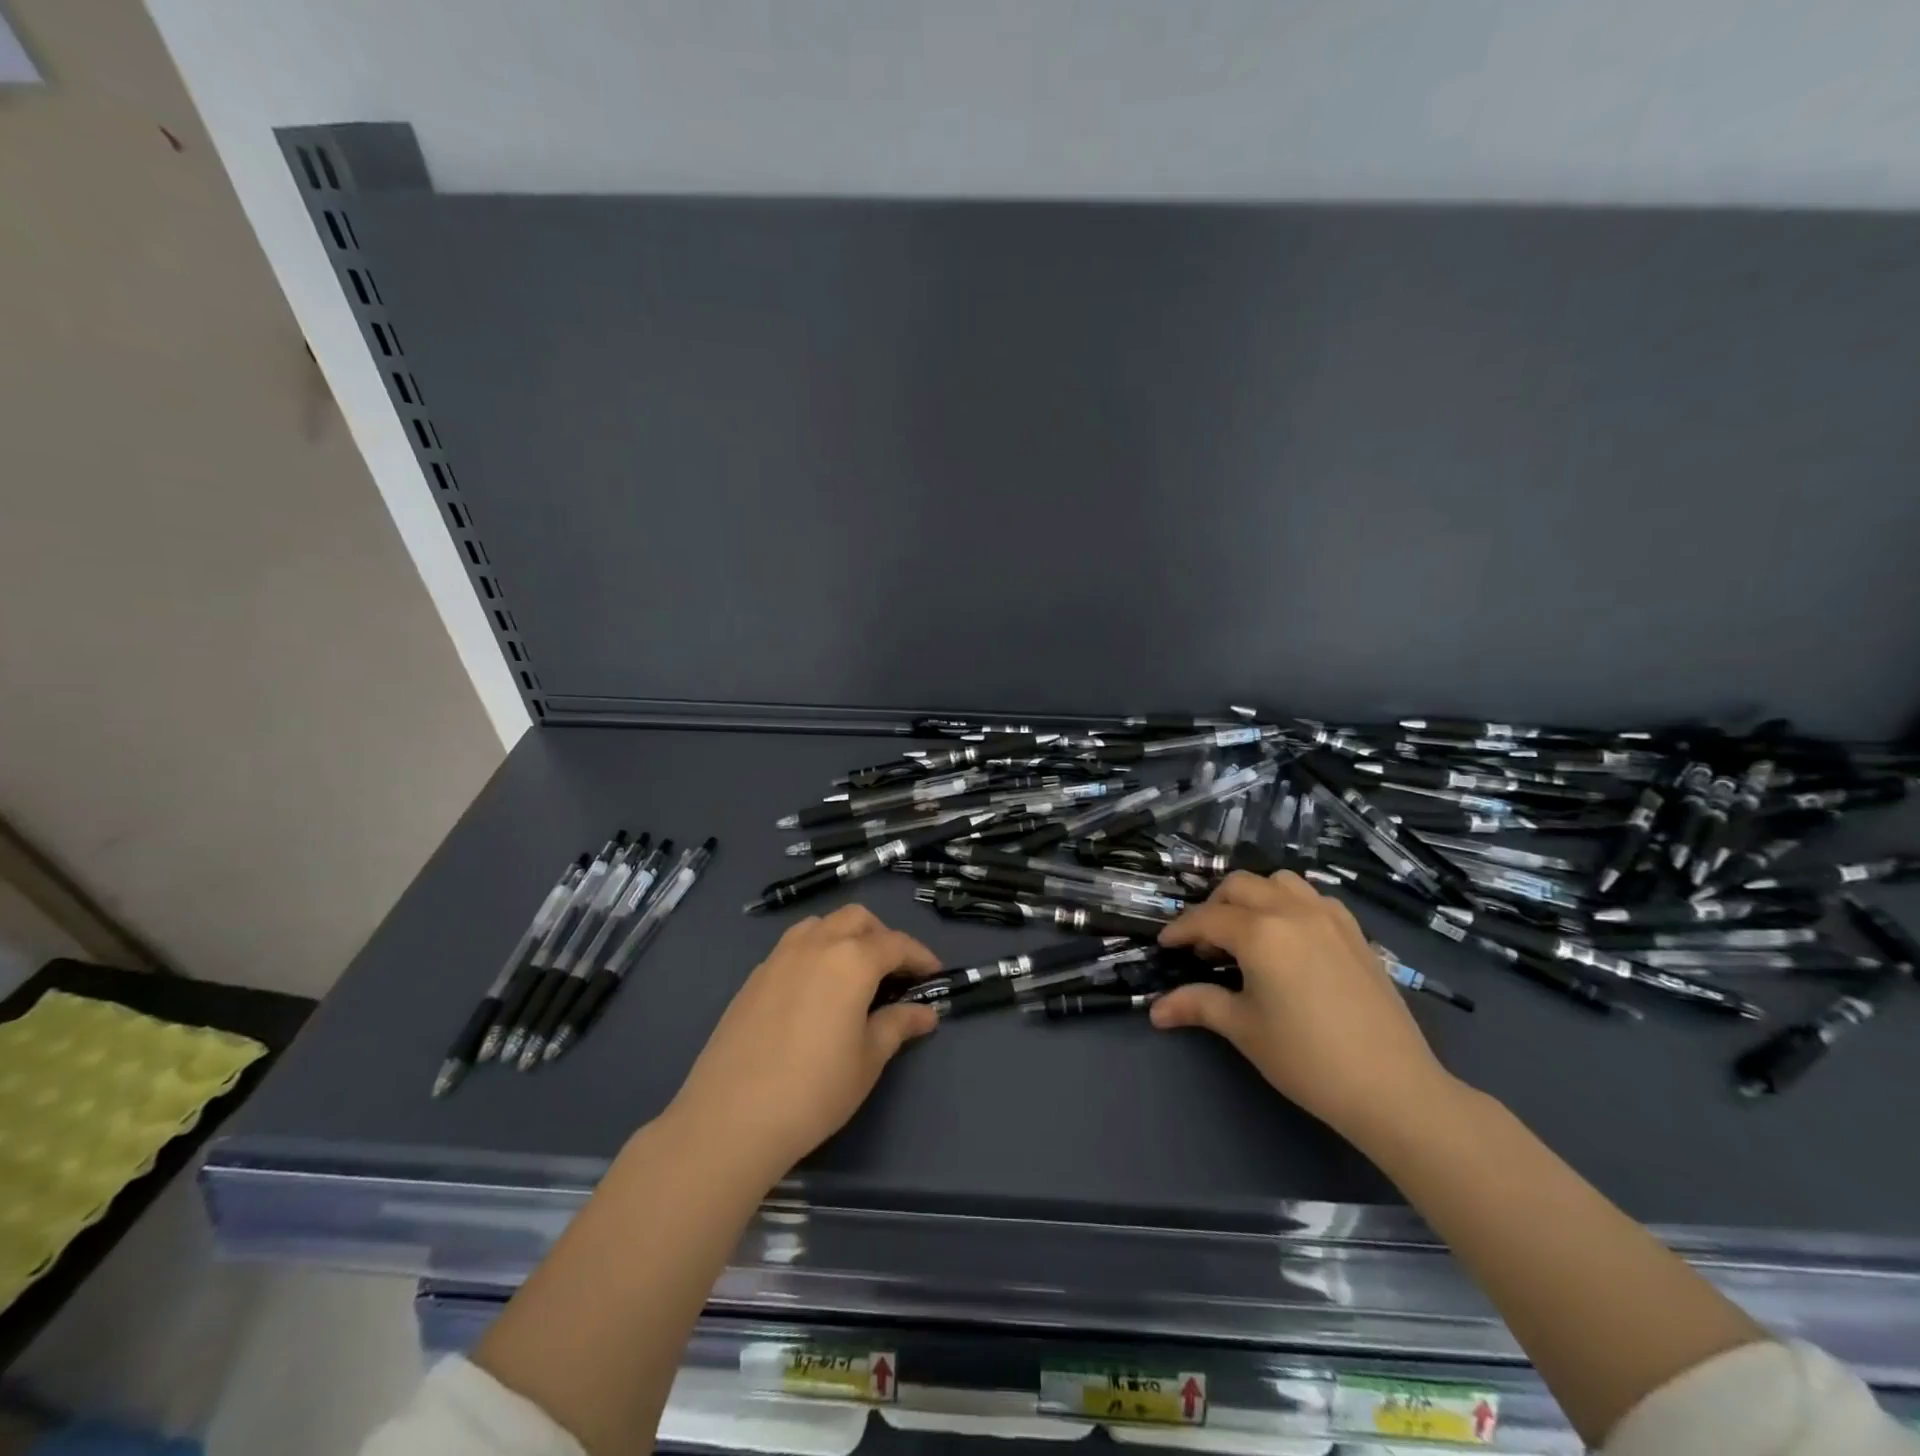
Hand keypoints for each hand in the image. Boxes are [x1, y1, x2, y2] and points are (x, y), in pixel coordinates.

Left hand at [669, 904, 941, 1181]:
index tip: (934, 975)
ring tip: (854, 975)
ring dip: (845, 936)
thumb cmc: (815, 1090)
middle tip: (894, 973)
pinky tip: (816, 992)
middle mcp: (816, 944)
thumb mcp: (868, 1060)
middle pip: (857, 918)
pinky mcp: (754, 976)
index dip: (920, 956)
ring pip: (821, 924)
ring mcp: (779, 956)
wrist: (731, 1117)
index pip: (896, 944)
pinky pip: (793, 946)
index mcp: (852, 960)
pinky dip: (815, 953)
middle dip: (882, 936)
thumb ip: (898, 1025)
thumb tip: (925, 1013)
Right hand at [1150, 870, 1456, 1143]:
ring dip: (1254, 896)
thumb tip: (1155, 1010)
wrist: (1392, 1088)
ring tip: (1246, 932)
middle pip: (1240, 886)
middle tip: (1204, 943)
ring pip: (1279, 882)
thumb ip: (1198, 1005)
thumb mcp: (1244, 1029)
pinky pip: (1313, 898)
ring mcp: (1329, 917)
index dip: (1180, 930)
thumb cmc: (1307, 1058)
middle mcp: (1293, 911)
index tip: (1165, 945)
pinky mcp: (1355, 932)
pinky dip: (1290, 904)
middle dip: (1214, 906)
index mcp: (1261, 933)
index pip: (1207, 918)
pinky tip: (1289, 939)